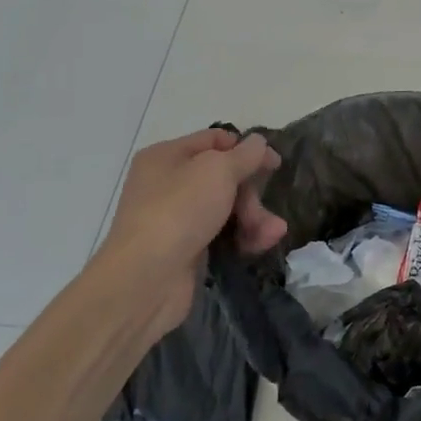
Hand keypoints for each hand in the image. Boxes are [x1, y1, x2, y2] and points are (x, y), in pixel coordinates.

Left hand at [99, 128, 286, 329]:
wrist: (145, 280)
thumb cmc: (179, 211)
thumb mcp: (217, 171)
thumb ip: (244, 154)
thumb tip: (258, 142)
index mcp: (167, 156)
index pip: (213, 141)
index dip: (246, 148)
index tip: (274, 163)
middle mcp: (169, 184)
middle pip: (224, 178)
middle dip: (251, 193)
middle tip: (261, 208)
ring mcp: (177, 218)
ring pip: (227, 208)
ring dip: (255, 217)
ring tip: (272, 233)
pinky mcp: (187, 249)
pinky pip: (223, 234)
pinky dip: (244, 237)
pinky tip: (262, 244)